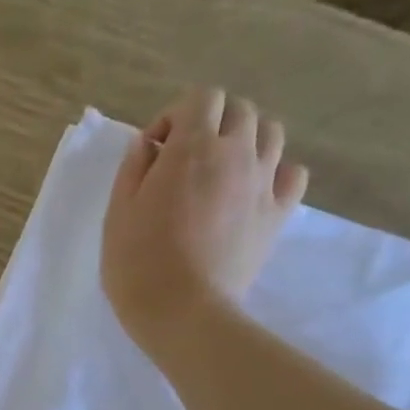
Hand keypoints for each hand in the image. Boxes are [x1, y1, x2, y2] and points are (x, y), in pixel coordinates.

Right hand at [102, 87, 307, 363]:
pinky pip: (291, 173)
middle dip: (211, 124)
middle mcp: (235, 153)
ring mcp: (263, 182)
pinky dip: (275, 173)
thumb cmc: (137, 264)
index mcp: (192, 148)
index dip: (175, 117)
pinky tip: (251, 192)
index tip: (155, 152)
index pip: (201, 98)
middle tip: (185, 162)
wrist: (182, 311)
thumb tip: (147, 144)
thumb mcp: (117, 214)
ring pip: (270, 133)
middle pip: (239, 110)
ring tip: (221, 173)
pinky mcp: (279, 212)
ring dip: (245, 142)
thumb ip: (133, 170)